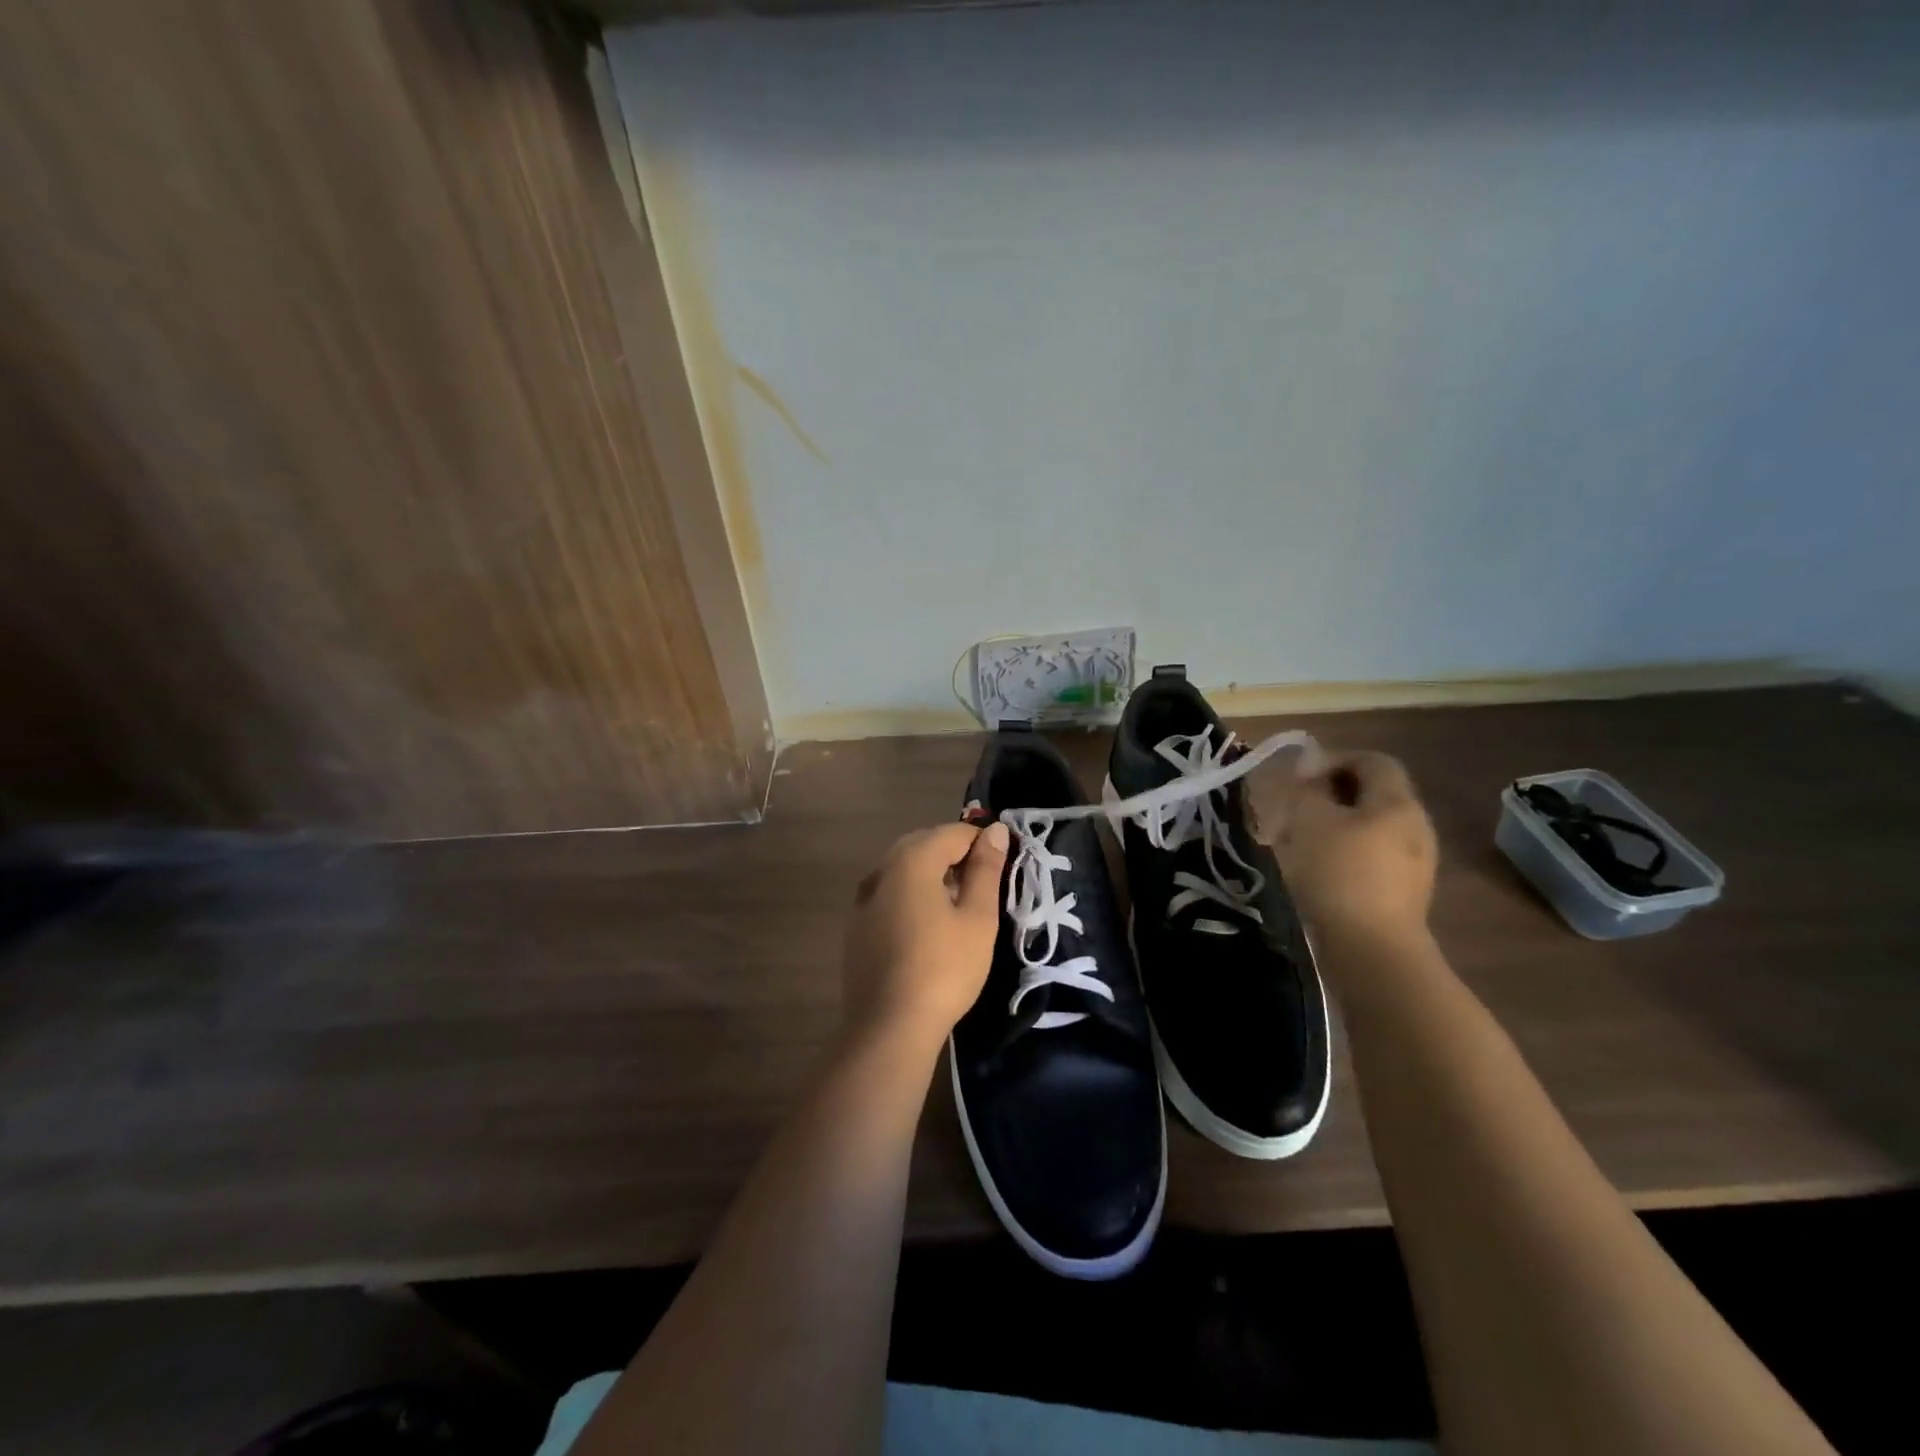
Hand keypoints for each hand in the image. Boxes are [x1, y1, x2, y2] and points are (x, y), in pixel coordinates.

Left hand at [841, 821, 1009, 1047]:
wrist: (889, 1027)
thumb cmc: (944, 969)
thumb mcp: (977, 918)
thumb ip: (986, 870)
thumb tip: (993, 830)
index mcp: (912, 861)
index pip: (952, 832)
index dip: (981, 841)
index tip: (1003, 864)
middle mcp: (882, 871)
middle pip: (923, 845)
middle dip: (955, 853)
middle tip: (984, 882)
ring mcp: (863, 900)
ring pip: (902, 870)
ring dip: (931, 874)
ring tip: (958, 902)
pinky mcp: (856, 928)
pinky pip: (888, 895)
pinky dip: (911, 896)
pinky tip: (926, 925)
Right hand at [1245, 749, 1437, 940]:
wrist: (1372, 950)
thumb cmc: (1339, 874)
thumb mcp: (1310, 820)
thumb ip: (1309, 790)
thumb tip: (1311, 778)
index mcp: (1397, 802)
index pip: (1372, 760)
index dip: (1334, 759)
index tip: (1299, 778)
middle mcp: (1416, 826)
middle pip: (1375, 793)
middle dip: (1334, 793)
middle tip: (1297, 807)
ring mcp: (1416, 862)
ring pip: (1373, 826)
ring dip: (1338, 824)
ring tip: (1302, 839)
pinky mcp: (1405, 893)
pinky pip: (1374, 856)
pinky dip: (1347, 852)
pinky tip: (1320, 870)